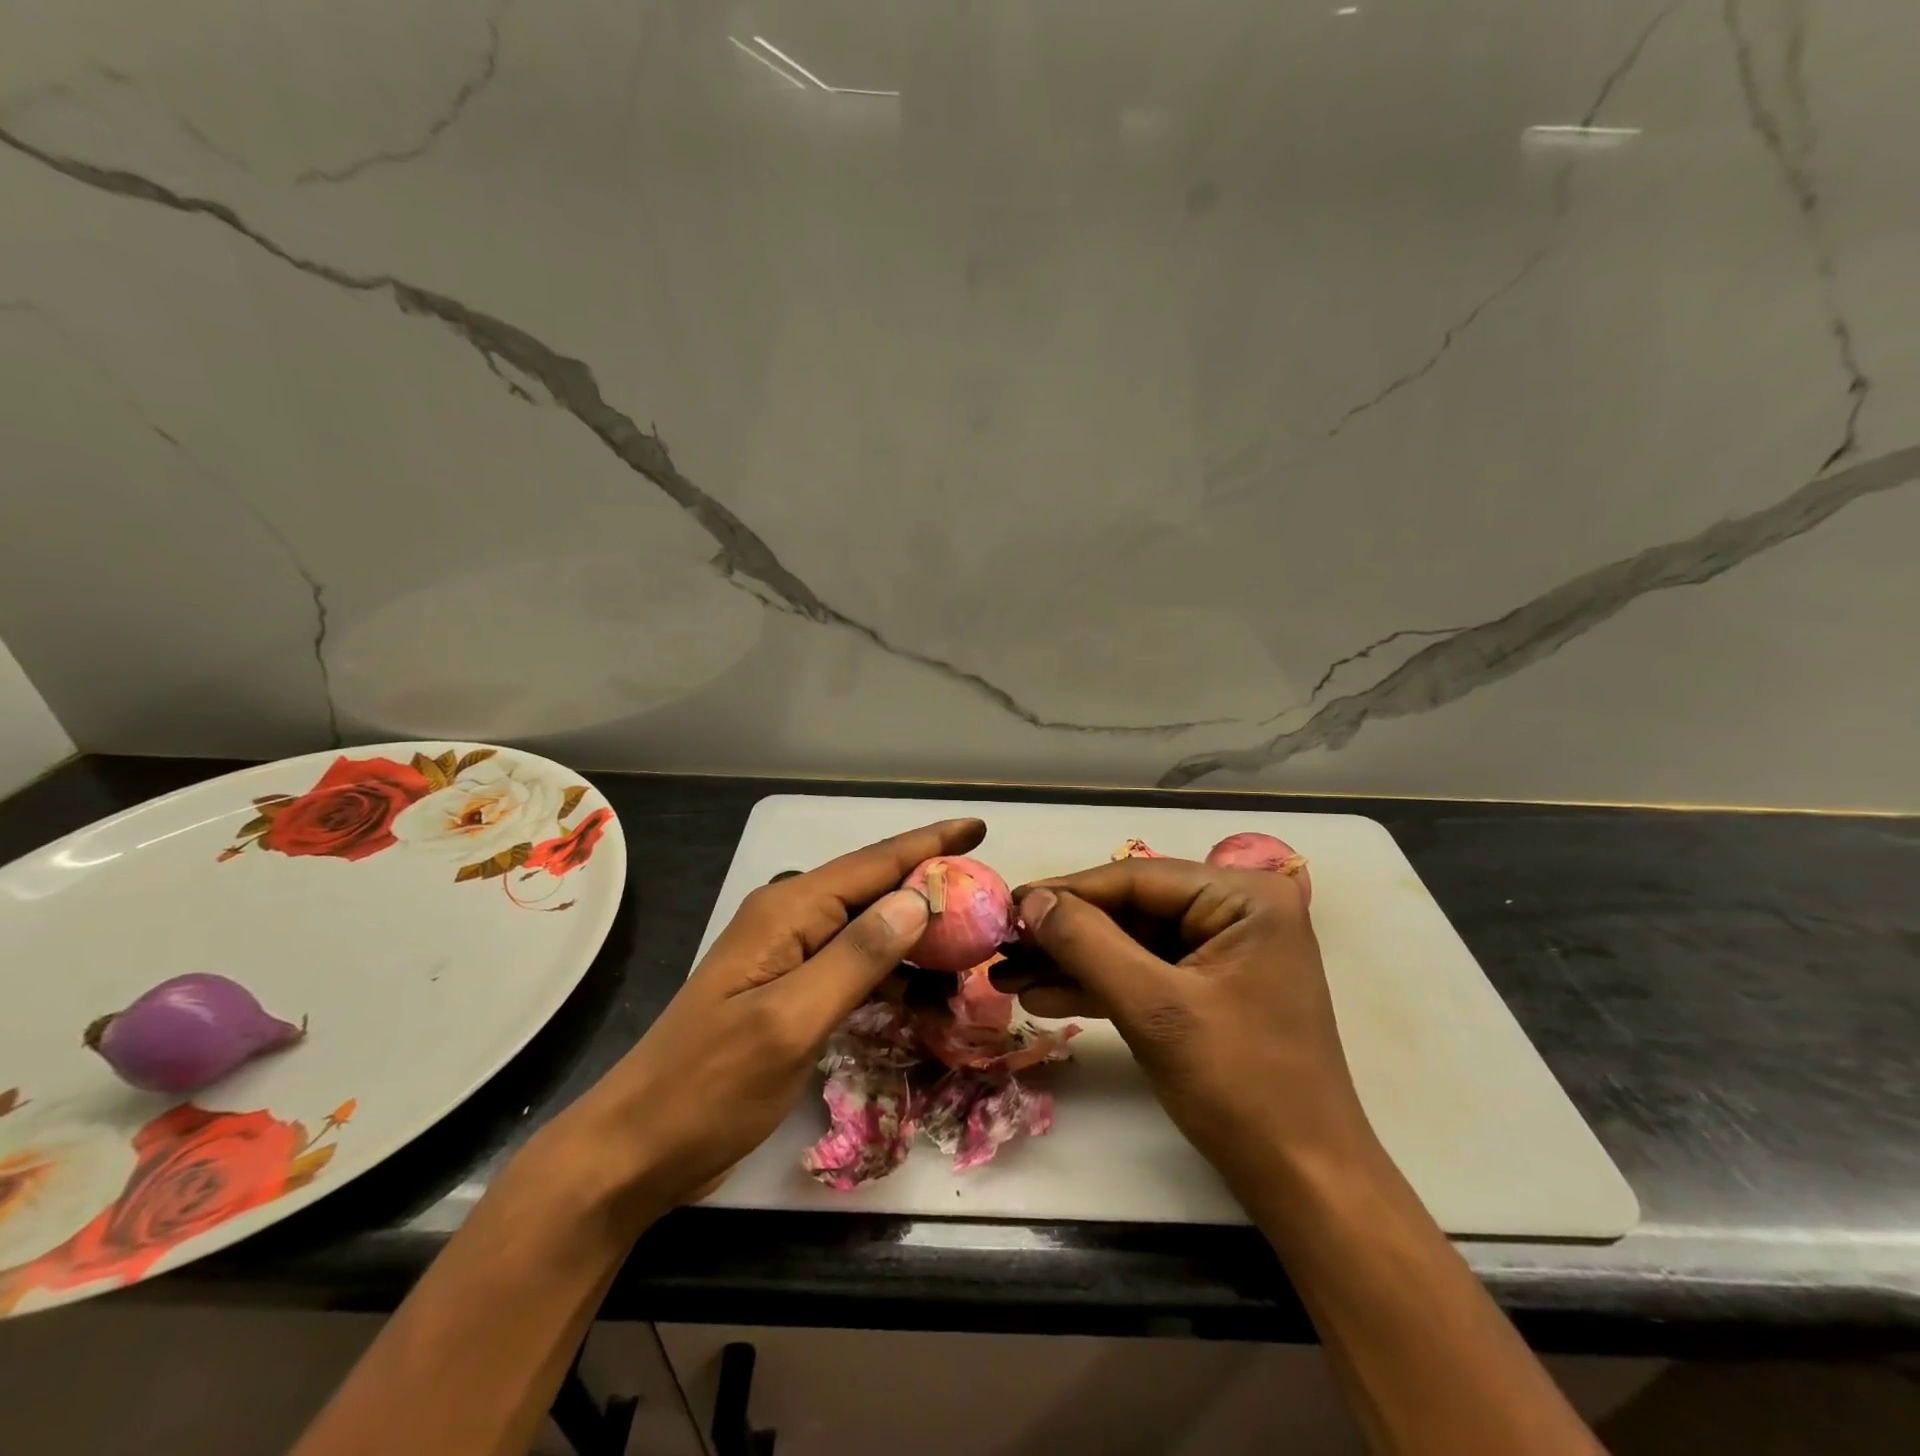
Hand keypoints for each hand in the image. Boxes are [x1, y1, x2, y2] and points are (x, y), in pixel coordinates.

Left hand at [558, 817, 984, 1215]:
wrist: (638, 1149)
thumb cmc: (709, 1086)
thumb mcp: (789, 1022)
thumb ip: (856, 958)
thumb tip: (916, 902)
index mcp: (788, 911)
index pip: (873, 864)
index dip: (929, 843)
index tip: (979, 827)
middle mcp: (790, 921)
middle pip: (874, 890)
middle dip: (931, 890)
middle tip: (989, 903)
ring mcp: (789, 957)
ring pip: (868, 930)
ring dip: (916, 940)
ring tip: (970, 953)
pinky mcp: (791, 992)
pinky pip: (854, 967)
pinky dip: (891, 975)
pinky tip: (923, 994)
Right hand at [1012, 858, 1372, 1196]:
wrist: (1304, 1183)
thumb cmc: (1240, 1086)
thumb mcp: (1154, 1008)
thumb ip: (1087, 944)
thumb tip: (1031, 900)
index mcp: (1244, 897)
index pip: (1136, 879)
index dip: (1066, 892)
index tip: (1008, 904)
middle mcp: (1237, 910)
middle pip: (1130, 910)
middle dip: (1065, 935)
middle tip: (1002, 946)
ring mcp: (1225, 950)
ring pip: (1131, 943)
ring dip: (1072, 963)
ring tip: (1008, 976)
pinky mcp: (1211, 987)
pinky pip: (1146, 972)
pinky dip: (1099, 986)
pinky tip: (1045, 996)